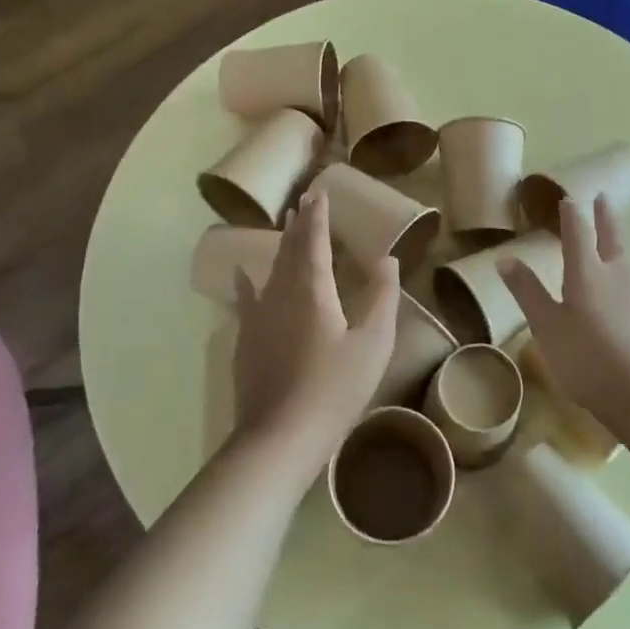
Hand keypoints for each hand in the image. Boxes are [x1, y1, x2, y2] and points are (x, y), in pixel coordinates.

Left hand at [231, 190, 397, 476]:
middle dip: (300, 223)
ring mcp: (258, 315)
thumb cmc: (334, 389)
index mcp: (312, 288)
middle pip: (290, 248)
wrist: (279, 437)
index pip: (314, 239)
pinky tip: (242, 272)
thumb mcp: (373, 343)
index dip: (319, 215)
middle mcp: (280, 291)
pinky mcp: (246, 338)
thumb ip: (382, 297)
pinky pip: (248, 296)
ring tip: (286, 225)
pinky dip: (248, 279)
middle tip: (305, 200)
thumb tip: (387, 259)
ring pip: (270, 268)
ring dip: (281, 244)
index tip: (320, 191)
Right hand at [498, 195, 629, 416]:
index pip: (578, 231)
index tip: (567, 199)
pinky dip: (628, 265)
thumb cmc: (588, 358)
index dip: (571, 213)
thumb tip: (504, 258)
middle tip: (603, 198)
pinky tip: (627, 279)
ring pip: (628, 254)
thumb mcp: (547, 326)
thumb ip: (528, 291)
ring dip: (620, 237)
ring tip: (614, 234)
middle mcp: (617, 271)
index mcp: (587, 270)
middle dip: (605, 215)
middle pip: (612, 234)